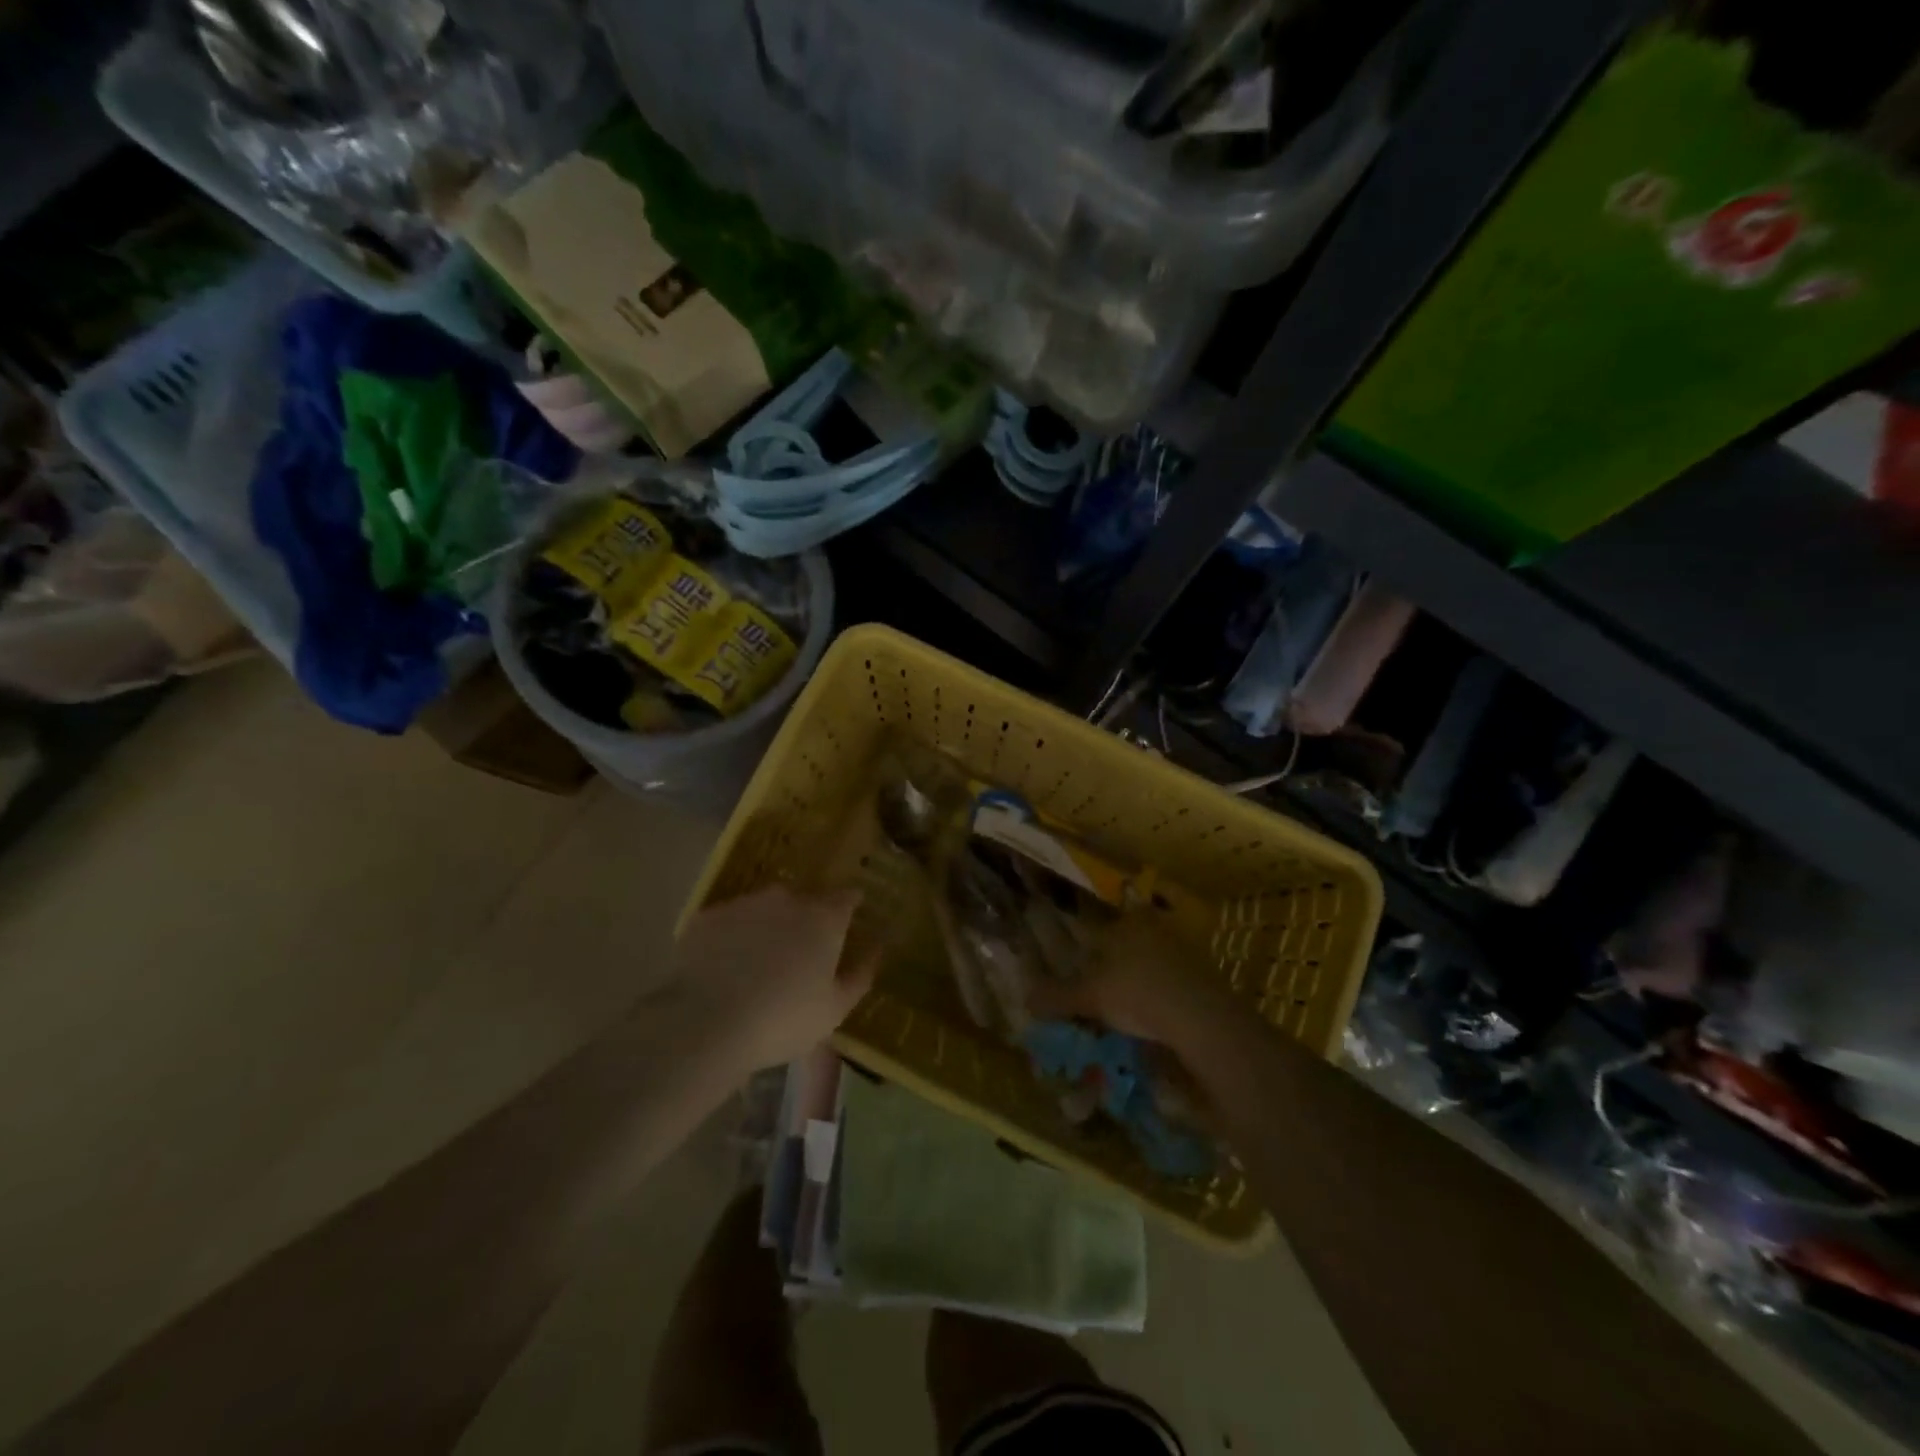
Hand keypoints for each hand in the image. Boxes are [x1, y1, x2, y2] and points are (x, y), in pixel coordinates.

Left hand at [670, 885, 877, 1076]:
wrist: (704, 1023)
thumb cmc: (782, 1019)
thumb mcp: (834, 1010)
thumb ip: (859, 976)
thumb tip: (877, 950)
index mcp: (824, 918)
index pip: (847, 897)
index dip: (851, 905)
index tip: (850, 917)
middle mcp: (787, 899)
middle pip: (805, 900)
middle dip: (807, 919)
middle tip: (801, 952)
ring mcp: (744, 903)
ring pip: (765, 908)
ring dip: (769, 926)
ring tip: (759, 962)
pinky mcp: (707, 916)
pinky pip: (730, 921)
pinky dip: (733, 937)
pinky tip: (725, 967)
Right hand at [1030, 914, 1241, 1055]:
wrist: (1204, 1018)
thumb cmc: (1139, 993)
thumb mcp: (1091, 996)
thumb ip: (1057, 996)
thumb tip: (1025, 999)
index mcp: (1126, 921)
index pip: (1098, 925)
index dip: (1084, 945)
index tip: (1077, 966)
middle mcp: (1155, 926)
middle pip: (1124, 943)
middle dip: (1111, 964)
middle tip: (1098, 991)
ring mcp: (1184, 949)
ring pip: (1149, 961)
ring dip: (1136, 981)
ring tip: (1122, 1009)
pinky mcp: (1205, 975)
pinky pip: (1171, 981)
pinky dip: (1159, 996)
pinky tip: (1152, 1017)